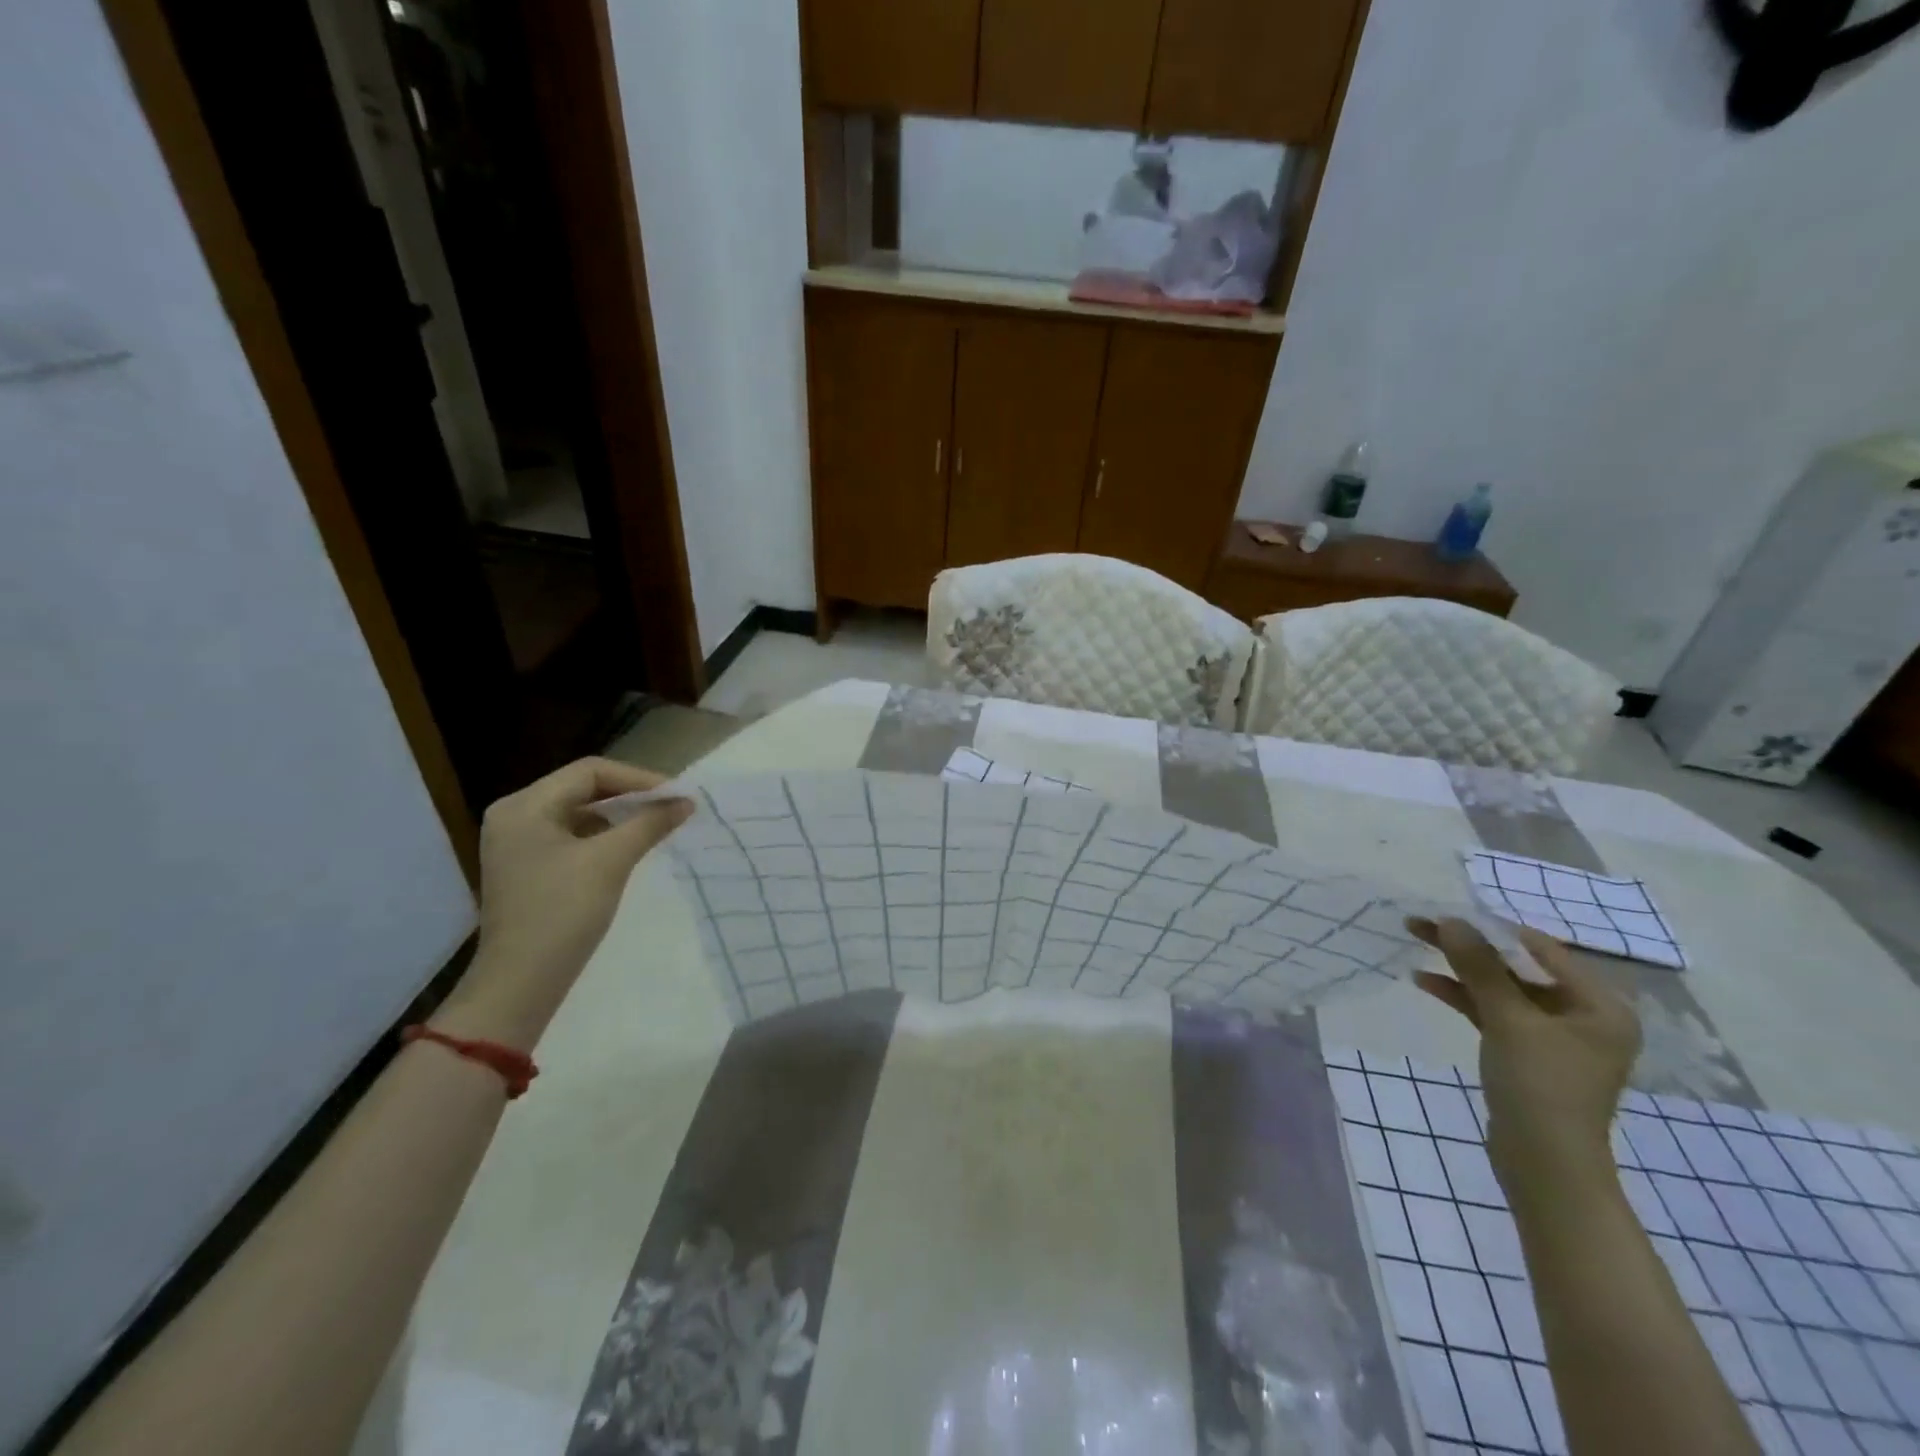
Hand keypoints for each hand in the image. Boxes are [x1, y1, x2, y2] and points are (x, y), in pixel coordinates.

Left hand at [440, 759, 692, 1048]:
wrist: (520, 984)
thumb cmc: (562, 913)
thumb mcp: (611, 861)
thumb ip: (649, 823)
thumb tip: (686, 801)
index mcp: (524, 806)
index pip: (590, 771)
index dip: (639, 778)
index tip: (677, 795)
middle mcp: (515, 815)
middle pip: (583, 788)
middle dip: (631, 795)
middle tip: (673, 807)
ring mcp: (518, 842)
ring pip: (580, 812)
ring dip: (620, 816)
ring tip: (659, 824)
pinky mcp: (528, 866)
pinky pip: (573, 835)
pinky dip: (605, 836)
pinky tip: (632, 846)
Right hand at [1406, 917, 1641, 1197]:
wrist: (1545, 1165)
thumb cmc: (1541, 1086)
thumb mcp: (1508, 1020)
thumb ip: (1480, 967)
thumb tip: (1451, 920)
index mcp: (1600, 1005)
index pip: (1540, 948)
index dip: (1491, 927)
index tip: (1445, 911)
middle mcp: (1584, 1015)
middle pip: (1517, 967)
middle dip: (1469, 946)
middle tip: (1420, 924)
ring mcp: (1555, 1036)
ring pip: (1501, 988)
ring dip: (1460, 968)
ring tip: (1415, 943)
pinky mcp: (1528, 1053)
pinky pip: (1494, 1012)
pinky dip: (1463, 997)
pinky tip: (1425, 981)